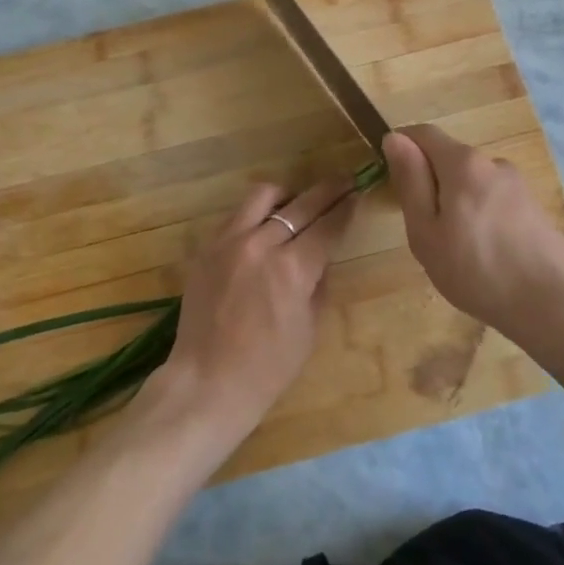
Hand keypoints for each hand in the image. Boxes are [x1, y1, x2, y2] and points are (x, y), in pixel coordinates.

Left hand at [141, 176, 356, 451]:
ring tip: (296, 203)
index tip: (356, 194)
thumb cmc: (268, 367)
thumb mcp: (309, 327)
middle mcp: (261, 244)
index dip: (346, 208)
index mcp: (292, 269)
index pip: (327, 225)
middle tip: (343, 183)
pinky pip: (236, 215)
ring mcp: (229, 241)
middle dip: (328, 191)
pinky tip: (263, 226)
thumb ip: (318, 282)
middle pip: (302, 203)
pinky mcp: (206, 247)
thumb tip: (321, 255)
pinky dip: (255, 213)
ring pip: (263, 195)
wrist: (207, 382)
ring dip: (287, 195)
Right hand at [384, 125, 563, 341]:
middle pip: (450, 159)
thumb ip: (410, 181)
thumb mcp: (426, 231)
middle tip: (424, 232)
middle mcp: (493, 163)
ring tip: (456, 252)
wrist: (554, 303)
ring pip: (472, 183)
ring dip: (456, 204)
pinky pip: (493, 201)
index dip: (402, 147)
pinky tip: (485, 256)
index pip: (424, 134)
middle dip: (431, 184)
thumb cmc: (477, 269)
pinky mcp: (534, 207)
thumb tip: (394, 138)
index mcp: (463, 163)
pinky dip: (480, 218)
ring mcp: (518, 185)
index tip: (391, 180)